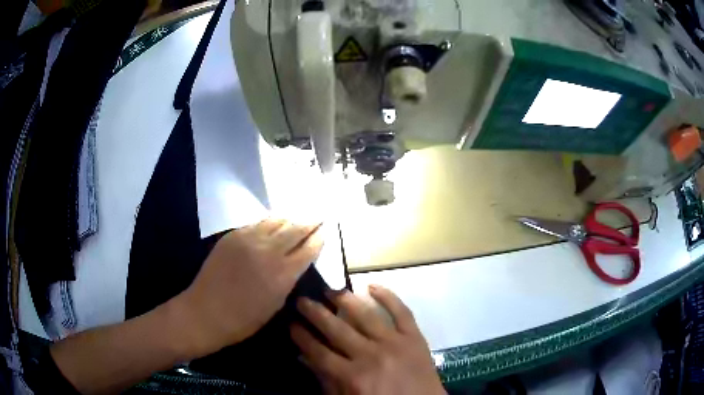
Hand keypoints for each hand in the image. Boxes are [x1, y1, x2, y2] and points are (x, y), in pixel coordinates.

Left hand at [174, 218, 322, 357]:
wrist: (205, 312)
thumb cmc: (244, 319)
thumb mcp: (275, 304)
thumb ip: (288, 279)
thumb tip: (297, 262)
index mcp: (282, 273)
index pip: (308, 248)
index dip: (318, 238)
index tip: (325, 231)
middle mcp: (268, 250)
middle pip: (295, 228)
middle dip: (309, 222)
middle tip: (318, 217)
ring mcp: (248, 239)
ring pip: (275, 220)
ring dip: (289, 219)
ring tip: (297, 217)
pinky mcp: (232, 236)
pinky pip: (257, 223)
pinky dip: (269, 222)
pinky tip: (273, 224)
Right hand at [291, 285, 445, 394]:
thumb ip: (327, 381)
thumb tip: (307, 359)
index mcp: (352, 376)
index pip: (319, 352)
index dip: (302, 337)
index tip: (291, 324)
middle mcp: (370, 355)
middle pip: (336, 329)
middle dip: (315, 313)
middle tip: (302, 300)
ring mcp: (395, 343)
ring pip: (365, 315)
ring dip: (345, 299)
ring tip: (330, 289)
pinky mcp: (415, 337)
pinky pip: (401, 311)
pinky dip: (388, 296)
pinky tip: (372, 285)